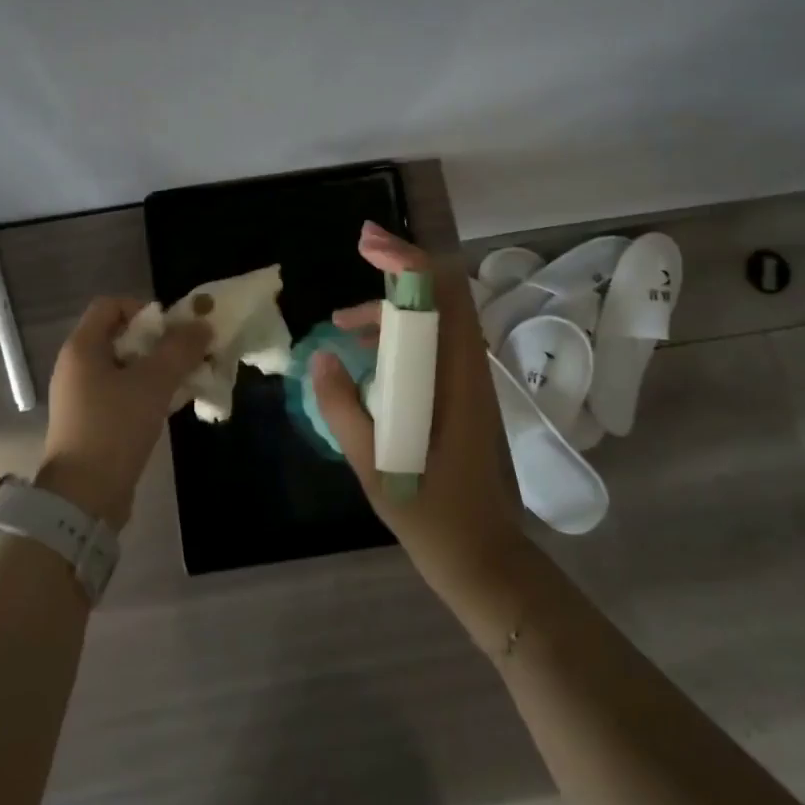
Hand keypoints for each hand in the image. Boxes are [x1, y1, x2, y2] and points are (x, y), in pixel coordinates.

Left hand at [40, 297, 209, 529]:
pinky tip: (170, 406)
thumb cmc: (114, 428)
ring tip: (186, 381)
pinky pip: (122, 393)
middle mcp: (76, 366)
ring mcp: (81, 396)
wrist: (83, 497)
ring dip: (157, 368)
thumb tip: (202, 324)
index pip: (111, 305)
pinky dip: (146, 392)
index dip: (143, 309)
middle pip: (120, 335)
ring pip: (124, 367)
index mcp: (82, 347)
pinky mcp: (91, 422)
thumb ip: (180, 349)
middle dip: (158, 341)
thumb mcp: (153, 383)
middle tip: (186, 355)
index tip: (171, 330)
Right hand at [311, 222, 525, 601]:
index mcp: (454, 377)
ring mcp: (466, 382)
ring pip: (435, 320)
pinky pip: (431, 346)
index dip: (406, 260)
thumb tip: (321, 357)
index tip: (367, 245)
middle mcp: (467, 369)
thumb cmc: (432, 514)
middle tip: (360, 252)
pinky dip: (399, 335)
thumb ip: (343, 407)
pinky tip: (365, 355)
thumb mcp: (374, 464)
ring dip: (393, 307)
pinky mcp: (460, 396)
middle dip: (400, 267)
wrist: (483, 559)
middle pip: (442, 294)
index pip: (441, 295)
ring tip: (343, 323)